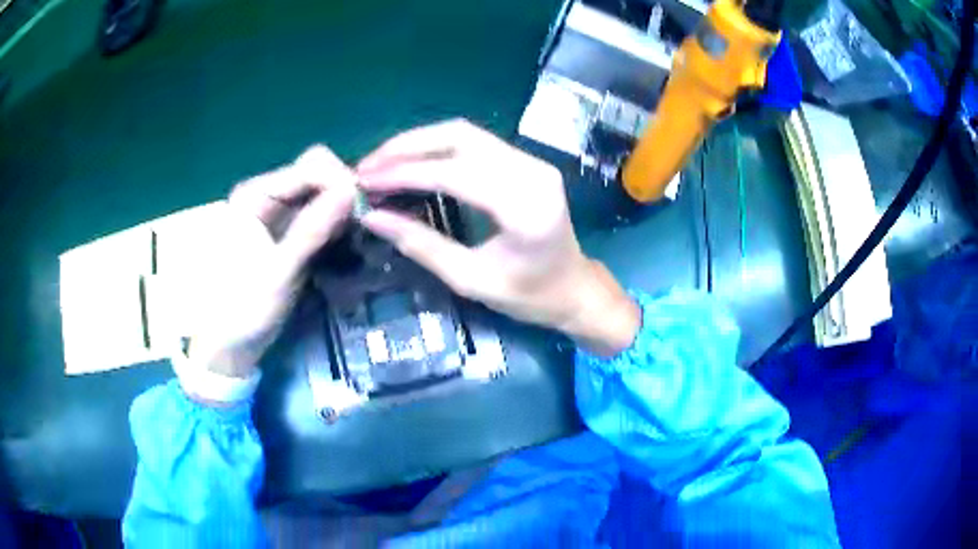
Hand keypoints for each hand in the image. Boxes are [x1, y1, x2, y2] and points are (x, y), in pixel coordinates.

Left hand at [188, 146, 356, 379]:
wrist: (231, 343)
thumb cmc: (245, 309)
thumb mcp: (279, 271)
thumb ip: (312, 229)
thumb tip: (351, 190)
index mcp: (256, 194)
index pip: (310, 167)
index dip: (341, 181)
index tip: (365, 209)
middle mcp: (269, 194)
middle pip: (318, 172)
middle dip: (343, 191)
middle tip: (362, 222)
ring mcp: (280, 212)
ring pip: (322, 191)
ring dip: (343, 207)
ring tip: (358, 233)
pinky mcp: (289, 231)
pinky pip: (321, 212)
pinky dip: (337, 221)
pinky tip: (348, 240)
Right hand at [357, 120, 639, 356]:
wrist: (575, 288)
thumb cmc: (529, 296)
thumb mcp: (471, 280)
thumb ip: (421, 244)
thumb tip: (372, 217)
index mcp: (525, 207)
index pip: (454, 173)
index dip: (404, 173)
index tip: (365, 181)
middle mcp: (532, 172)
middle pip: (459, 136)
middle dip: (406, 147)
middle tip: (367, 167)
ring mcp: (533, 161)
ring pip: (465, 133)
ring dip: (418, 142)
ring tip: (381, 162)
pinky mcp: (527, 161)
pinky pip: (475, 142)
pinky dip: (437, 147)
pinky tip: (412, 161)